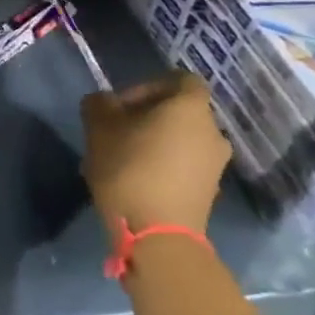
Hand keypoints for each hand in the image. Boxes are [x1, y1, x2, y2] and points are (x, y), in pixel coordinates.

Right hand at [80, 71, 229, 235]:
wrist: (158, 234)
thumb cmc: (129, 169)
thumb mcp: (99, 129)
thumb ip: (99, 105)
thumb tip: (103, 101)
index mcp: (190, 108)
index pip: (179, 80)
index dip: (148, 85)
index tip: (121, 104)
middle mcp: (212, 131)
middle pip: (180, 111)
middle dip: (147, 116)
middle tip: (116, 130)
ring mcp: (215, 164)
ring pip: (182, 139)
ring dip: (155, 142)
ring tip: (123, 157)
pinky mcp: (210, 190)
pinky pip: (185, 164)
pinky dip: (164, 164)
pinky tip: (137, 180)